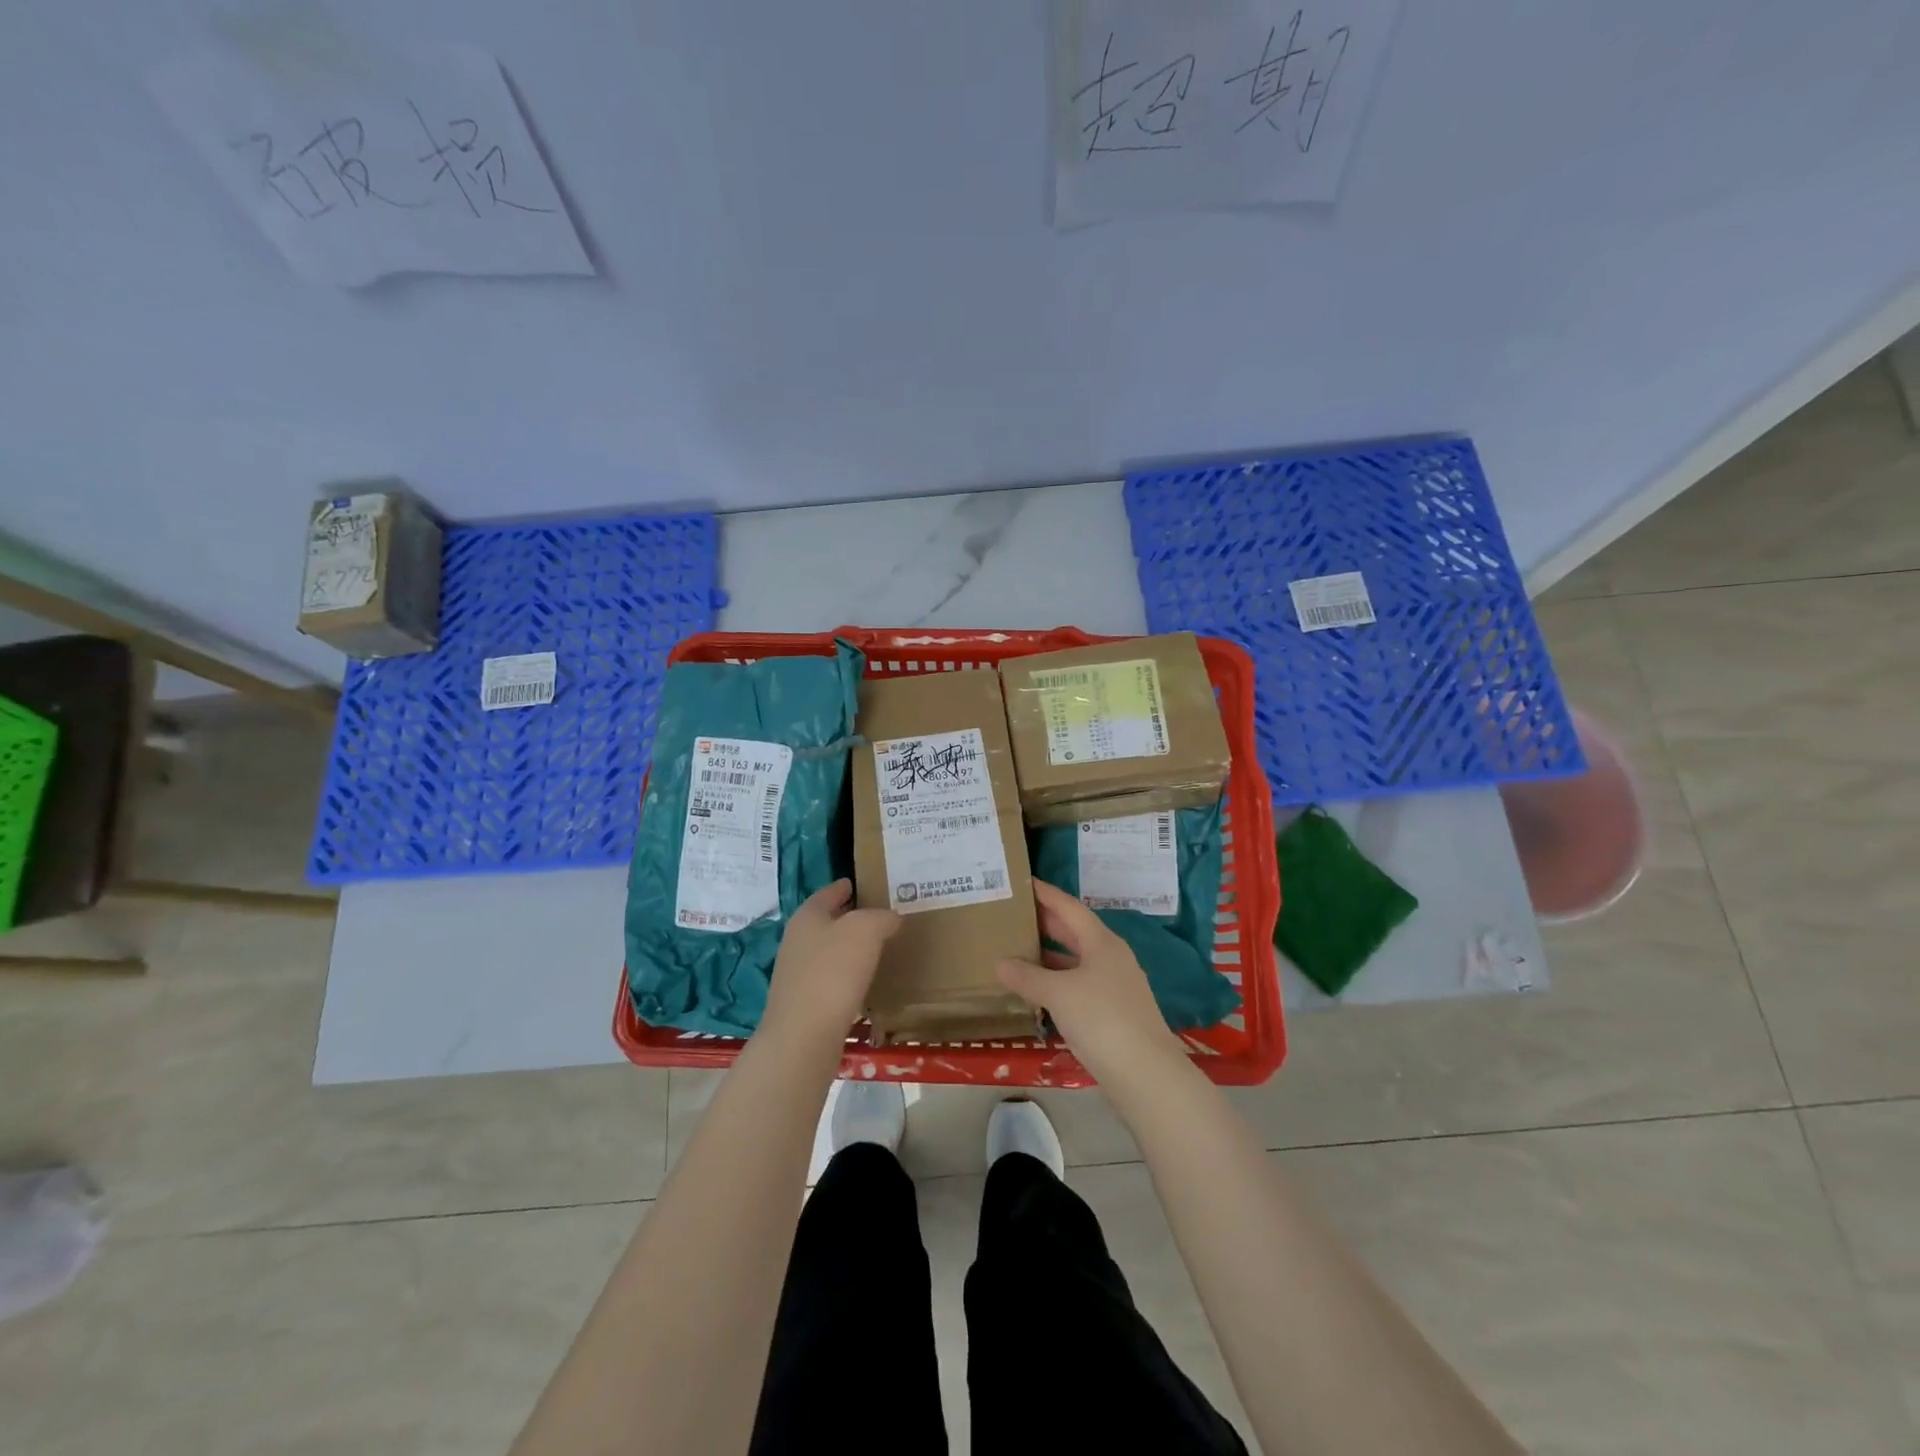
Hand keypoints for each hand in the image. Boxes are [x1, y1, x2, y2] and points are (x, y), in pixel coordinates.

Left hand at [760, 880, 900, 1047]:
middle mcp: (797, 941)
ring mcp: (797, 975)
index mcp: (807, 917)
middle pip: (826, 922)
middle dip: (849, 918)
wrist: (803, 1037)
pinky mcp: (804, 1004)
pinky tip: (865, 982)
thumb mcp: (865, 930)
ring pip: (828, 952)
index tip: (858, 883)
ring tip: (877, 948)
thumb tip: (890, 918)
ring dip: (849, 949)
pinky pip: (830, 980)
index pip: (827, 893)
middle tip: (879, 916)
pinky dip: (847, 976)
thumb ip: (881, 917)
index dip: (843, 887)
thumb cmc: (833, 972)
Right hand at [996, 880, 1187, 1082]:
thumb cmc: (1102, 1019)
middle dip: (1045, 922)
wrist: (1146, 1074)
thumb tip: (999, 964)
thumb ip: (1027, 976)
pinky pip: (1078, 985)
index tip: (1023, 882)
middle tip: (1013, 914)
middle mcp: (1110, 957)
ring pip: (1076, 960)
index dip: (1046, 893)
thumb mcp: (1058, 993)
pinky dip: (1056, 982)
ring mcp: (1114, 986)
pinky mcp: (1113, 1013)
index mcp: (1101, 942)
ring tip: (1017, 950)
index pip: (1069, 907)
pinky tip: (1036, 991)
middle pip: (1074, 932)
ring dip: (1049, 956)